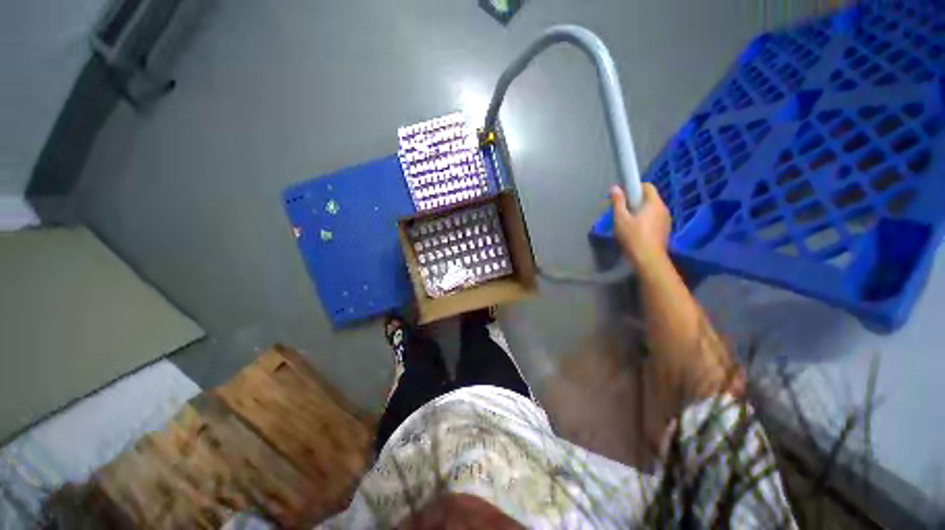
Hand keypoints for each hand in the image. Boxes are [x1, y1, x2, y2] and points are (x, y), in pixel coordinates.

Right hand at [609, 183, 671, 267]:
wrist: (648, 259)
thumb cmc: (633, 237)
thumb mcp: (620, 219)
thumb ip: (618, 202)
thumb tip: (615, 187)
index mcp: (654, 203)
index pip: (647, 186)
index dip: (634, 188)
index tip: (623, 196)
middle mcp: (664, 208)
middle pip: (649, 198)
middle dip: (636, 201)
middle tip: (623, 211)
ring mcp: (667, 220)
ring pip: (652, 209)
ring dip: (641, 212)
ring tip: (629, 223)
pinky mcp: (666, 230)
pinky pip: (655, 219)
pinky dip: (646, 220)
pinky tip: (637, 231)